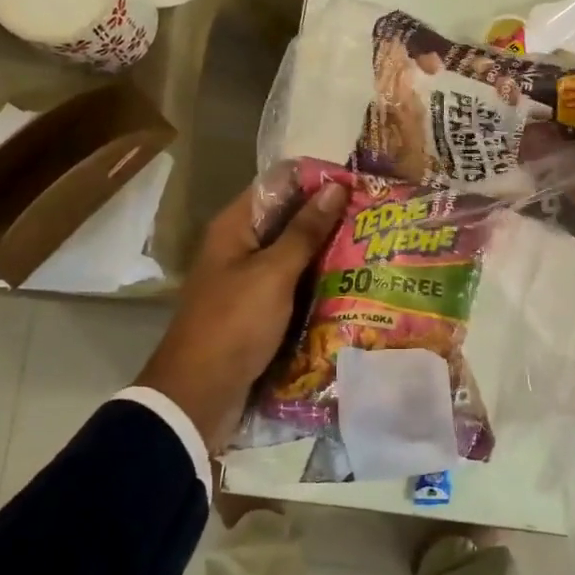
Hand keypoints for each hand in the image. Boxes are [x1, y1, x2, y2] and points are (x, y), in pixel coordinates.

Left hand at [136, 179, 347, 454]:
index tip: (359, 184)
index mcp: (234, 227)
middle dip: (328, 219)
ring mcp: (248, 280)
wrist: (199, 393)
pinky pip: (293, 286)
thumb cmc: (234, 323)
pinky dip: (316, 283)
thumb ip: (304, 231)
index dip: (316, 181)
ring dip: (326, 253)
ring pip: (293, 256)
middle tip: (375, 218)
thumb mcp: (273, 273)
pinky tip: (351, 285)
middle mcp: (239, 247)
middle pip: (288, 220)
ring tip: (373, 247)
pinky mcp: (258, 310)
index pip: (278, 185)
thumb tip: (335, 187)